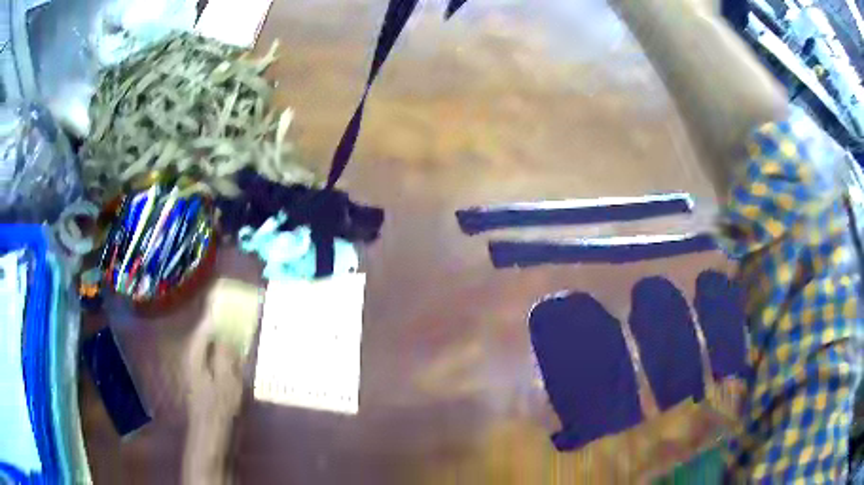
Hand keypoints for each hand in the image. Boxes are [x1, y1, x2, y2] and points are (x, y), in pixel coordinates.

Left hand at [182, 316, 244, 484]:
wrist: (211, 433)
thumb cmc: (219, 408)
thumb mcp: (227, 380)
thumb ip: (227, 353)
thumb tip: (228, 327)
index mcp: (195, 352)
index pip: (206, 323)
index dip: (219, 310)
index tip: (234, 299)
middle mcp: (194, 355)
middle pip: (209, 331)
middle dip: (224, 321)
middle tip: (244, 313)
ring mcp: (199, 366)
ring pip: (213, 343)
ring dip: (227, 336)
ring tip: (244, 330)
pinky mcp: (206, 376)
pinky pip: (216, 356)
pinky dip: (227, 351)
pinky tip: (240, 354)